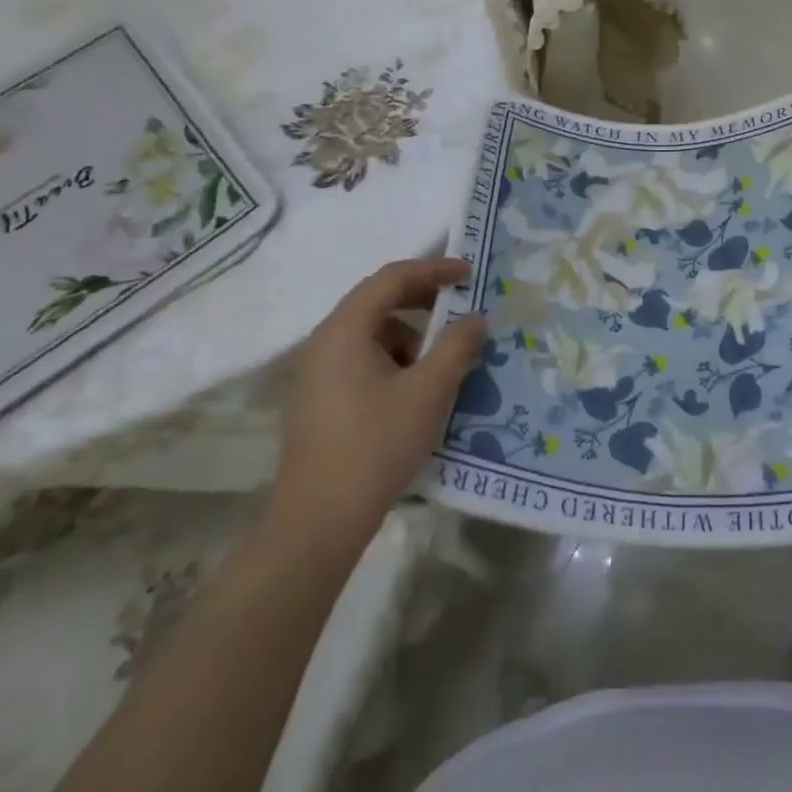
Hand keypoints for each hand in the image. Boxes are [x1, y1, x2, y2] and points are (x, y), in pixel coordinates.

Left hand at [268, 257, 485, 548]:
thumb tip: (474, 318)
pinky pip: (361, 361)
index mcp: (344, 330)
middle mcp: (324, 343)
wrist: (318, 522)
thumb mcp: (429, 391)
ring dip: (410, 336)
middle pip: (377, 302)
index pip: (391, 279)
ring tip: (442, 362)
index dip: (433, 270)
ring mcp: (316, 374)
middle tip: (460, 310)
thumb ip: (456, 346)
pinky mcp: (318, 401)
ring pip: (370, 335)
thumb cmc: (376, 445)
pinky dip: (393, 361)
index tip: (468, 274)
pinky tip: (416, 391)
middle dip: (423, 301)